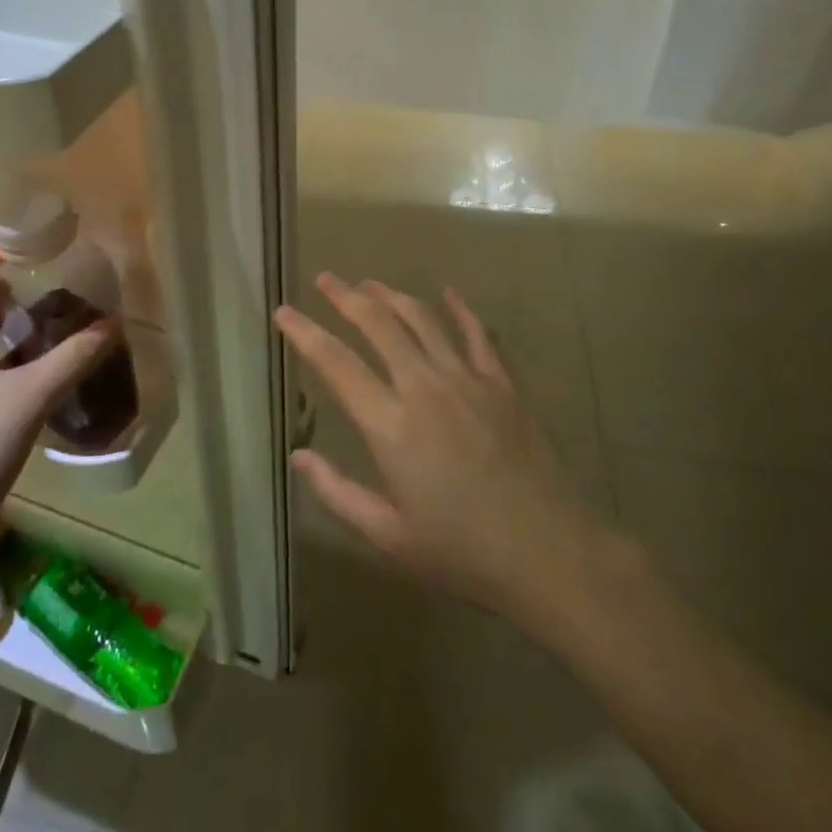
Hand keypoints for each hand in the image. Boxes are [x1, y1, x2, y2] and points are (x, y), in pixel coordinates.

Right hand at [278, 273, 621, 625]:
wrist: (547, 552)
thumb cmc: (460, 551)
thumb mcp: (388, 536)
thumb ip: (338, 492)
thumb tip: (298, 456)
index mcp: (390, 425)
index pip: (336, 364)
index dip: (305, 333)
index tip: (283, 312)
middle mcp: (423, 387)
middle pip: (378, 324)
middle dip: (346, 297)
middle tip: (326, 279)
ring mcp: (467, 379)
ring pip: (422, 319)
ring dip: (392, 295)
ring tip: (370, 283)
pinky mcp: (501, 383)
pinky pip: (477, 334)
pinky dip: (460, 310)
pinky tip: (449, 294)